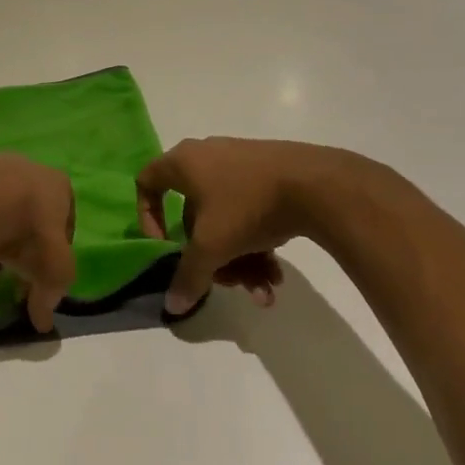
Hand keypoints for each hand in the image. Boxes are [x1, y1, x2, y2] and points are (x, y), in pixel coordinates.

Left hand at [0, 153, 76, 330]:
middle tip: (14, 264)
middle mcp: (26, 165)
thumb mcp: (51, 269)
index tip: (44, 270)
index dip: (57, 246)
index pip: (65, 217)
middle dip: (24, 234)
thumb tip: (43, 322)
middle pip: (30, 205)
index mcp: (57, 183)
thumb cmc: (26, 230)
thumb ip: (52, 292)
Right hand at [136, 137, 358, 315]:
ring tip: (263, 289)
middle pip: (195, 215)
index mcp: (183, 162)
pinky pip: (251, 211)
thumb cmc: (247, 206)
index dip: (148, 216)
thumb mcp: (212, 247)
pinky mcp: (269, 174)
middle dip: (211, 256)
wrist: (316, 184)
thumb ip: (188, 276)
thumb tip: (172, 307)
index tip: (164, 245)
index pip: (147, 182)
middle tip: (227, 282)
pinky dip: (258, 243)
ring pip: (227, 218)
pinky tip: (276, 274)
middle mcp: (207, 157)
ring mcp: (241, 163)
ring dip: (240, 259)